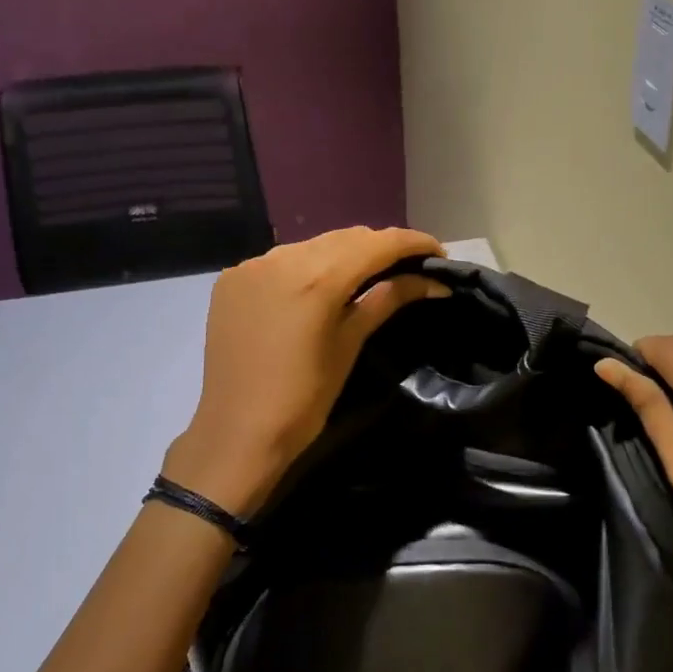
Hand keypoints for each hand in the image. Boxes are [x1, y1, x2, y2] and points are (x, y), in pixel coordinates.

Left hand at [164, 227, 448, 515]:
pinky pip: (282, 259)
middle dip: (381, 247)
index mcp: (316, 278)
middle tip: (410, 267)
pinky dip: (308, 266)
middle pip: (346, 238)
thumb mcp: (350, 345)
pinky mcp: (233, 278)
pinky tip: (319, 288)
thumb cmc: (303, 399)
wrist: (236, 433)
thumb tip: (433, 281)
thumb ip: (388, 299)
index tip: (439, 254)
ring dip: (345, 254)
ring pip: (313, 245)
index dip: (413, 243)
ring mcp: (252, 265)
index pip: (377, 243)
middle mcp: (281, 258)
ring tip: (369, 275)